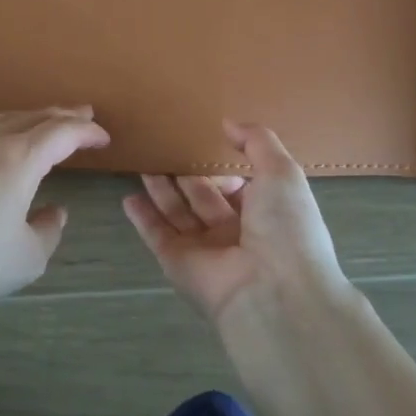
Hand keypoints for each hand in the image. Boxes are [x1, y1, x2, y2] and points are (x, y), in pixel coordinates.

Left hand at [0, 107, 109, 331]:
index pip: (62, 133)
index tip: (103, 137)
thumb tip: (52, 211)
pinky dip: (1, 136)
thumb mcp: (25, 259)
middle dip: (61, 115)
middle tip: (82, 114)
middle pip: (31, 117)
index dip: (86, 132)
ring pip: (0, 122)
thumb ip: (48, 231)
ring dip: (29, 120)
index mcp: (18, 159)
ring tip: (43, 126)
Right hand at [123, 121, 351, 327]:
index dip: (224, 166)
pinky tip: (129, 197)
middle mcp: (236, 232)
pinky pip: (157, 234)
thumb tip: (228, 123)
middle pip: (204, 198)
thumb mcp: (282, 172)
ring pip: (178, 213)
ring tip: (143, 161)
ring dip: (161, 189)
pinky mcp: (178, 263)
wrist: (274, 292)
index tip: (203, 140)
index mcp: (266, 213)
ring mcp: (205, 250)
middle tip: (164, 147)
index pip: (239, 186)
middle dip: (187, 174)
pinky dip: (143, 217)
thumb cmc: (285, 226)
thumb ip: (257, 142)